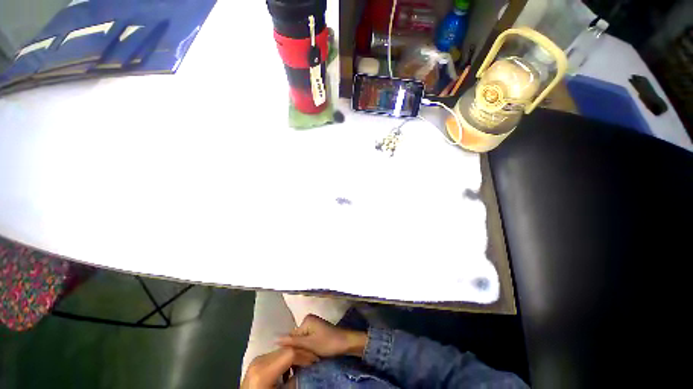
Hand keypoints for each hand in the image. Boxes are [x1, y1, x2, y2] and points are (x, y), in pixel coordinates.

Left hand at [241, 347, 317, 388]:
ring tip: (303, 365)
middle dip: (301, 354)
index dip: (305, 356)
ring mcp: (256, 360)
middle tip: (313, 361)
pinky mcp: (256, 362)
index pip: (290, 353)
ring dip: (294, 356)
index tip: (315, 362)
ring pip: (281, 350)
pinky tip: (289, 369)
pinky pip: (275, 355)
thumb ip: (294, 382)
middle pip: (286, 349)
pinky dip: (285, 359)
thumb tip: (309, 371)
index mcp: (263, 371)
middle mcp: (259, 361)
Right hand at [277, 314, 367, 357]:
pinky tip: (312, 355)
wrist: (346, 343)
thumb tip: (274, 338)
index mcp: (306, 320)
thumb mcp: (309, 344)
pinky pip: (308, 341)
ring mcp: (313, 326)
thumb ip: (292, 341)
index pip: (291, 337)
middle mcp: (308, 320)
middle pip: (296, 339)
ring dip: (303, 351)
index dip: (292, 349)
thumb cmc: (328, 342)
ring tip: (308, 357)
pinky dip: (308, 349)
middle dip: (298, 350)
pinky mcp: (317, 332)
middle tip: (303, 359)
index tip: (294, 359)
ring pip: (302, 342)